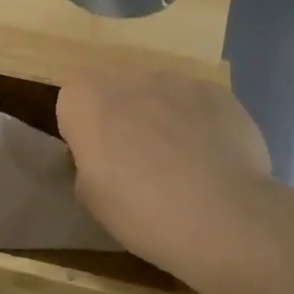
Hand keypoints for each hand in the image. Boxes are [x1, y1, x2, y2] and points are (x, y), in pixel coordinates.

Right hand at [56, 65, 287, 293]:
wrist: (221, 217)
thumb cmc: (139, 210)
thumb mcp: (90, 198)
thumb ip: (88, 163)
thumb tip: (105, 157)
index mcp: (84, 97)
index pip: (73, 102)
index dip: (84, 132)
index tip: (99, 162)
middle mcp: (127, 76)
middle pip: (117, 91)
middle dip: (124, 117)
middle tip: (139, 163)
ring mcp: (176, 80)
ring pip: (160, 95)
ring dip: (163, 118)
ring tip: (183, 165)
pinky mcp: (217, 92)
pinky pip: (199, 104)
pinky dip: (201, 125)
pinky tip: (213, 162)